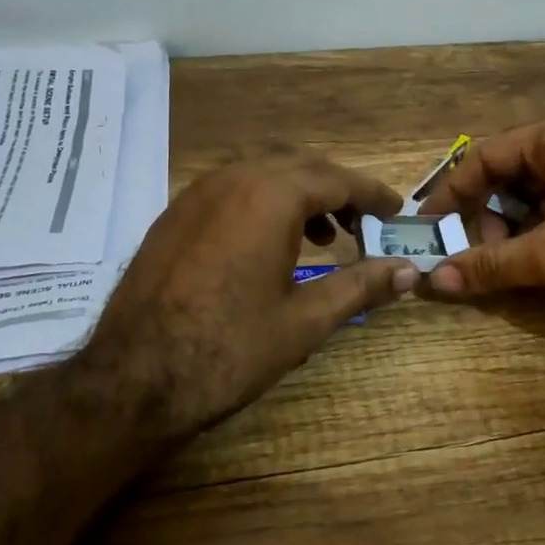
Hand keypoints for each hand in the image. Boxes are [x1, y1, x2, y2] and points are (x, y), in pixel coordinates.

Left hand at [77, 153, 416, 442]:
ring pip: (261, 174)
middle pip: (300, 167)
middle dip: (337, 190)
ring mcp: (195, 194)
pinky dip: (262, 204)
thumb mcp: (305, 320)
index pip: (337, 179)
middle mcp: (232, 179)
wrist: (134, 377)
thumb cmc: (230, 348)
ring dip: (299, 195)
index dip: (372, 194)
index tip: (396, 210)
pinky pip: (231, 191)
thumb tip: (410, 272)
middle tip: (364, 224)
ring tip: (323, 238)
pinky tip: (268, 246)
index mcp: (270, 196)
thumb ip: (361, 286)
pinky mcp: (173, 216)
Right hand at [418, 112, 544, 329]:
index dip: (451, 193)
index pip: (484, 157)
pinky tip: (528, 272)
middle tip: (476, 259)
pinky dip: (536, 243)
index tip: (428, 229)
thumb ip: (491, 264)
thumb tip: (435, 281)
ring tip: (502, 270)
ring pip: (530, 203)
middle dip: (485, 220)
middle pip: (506, 180)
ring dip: (509, 236)